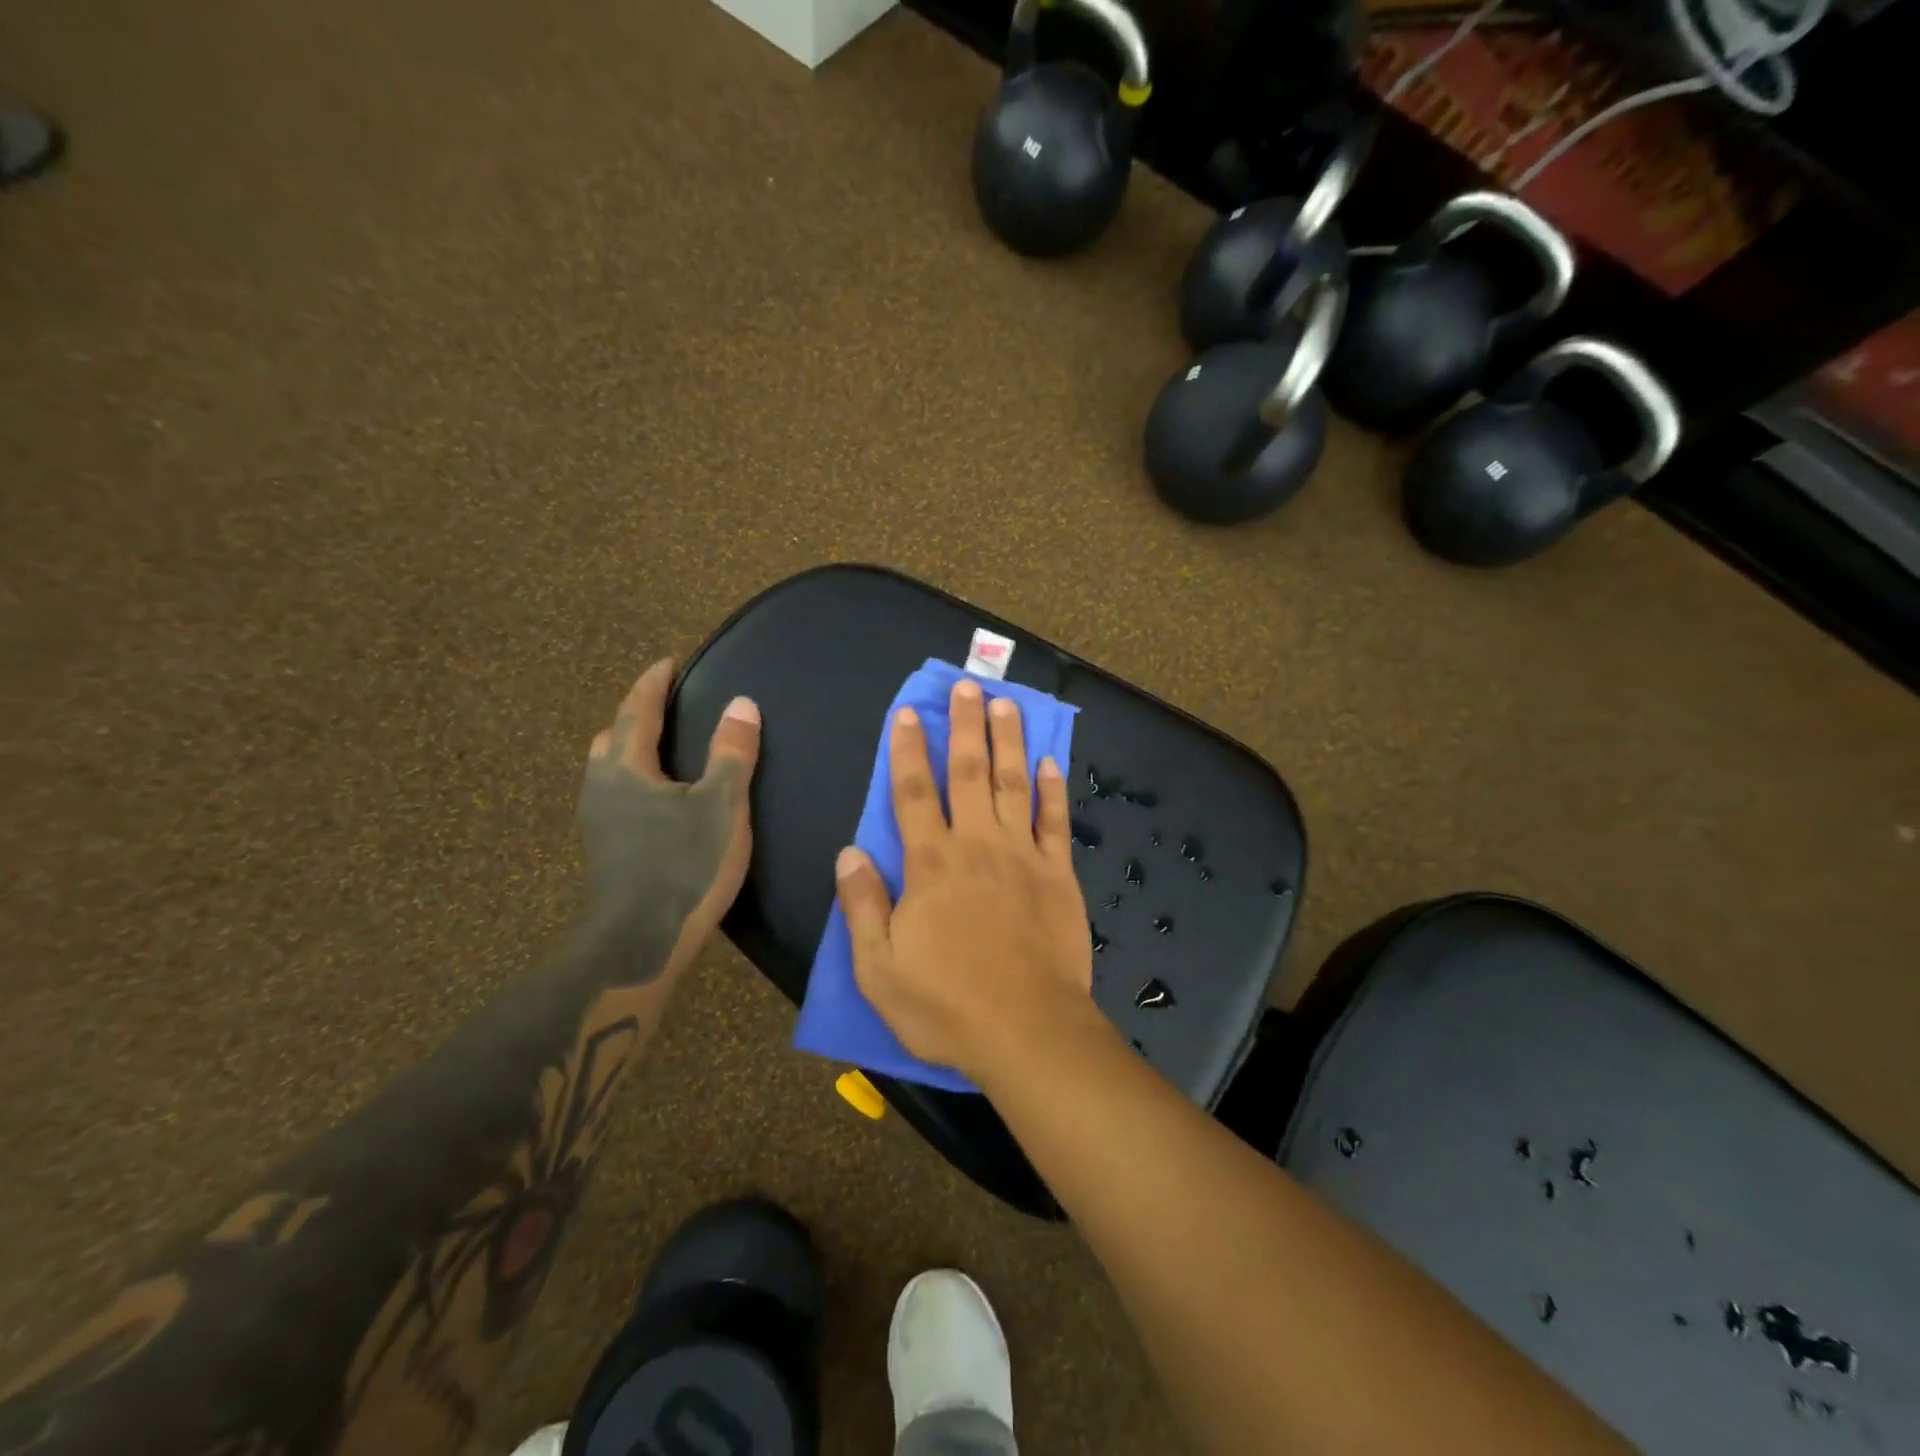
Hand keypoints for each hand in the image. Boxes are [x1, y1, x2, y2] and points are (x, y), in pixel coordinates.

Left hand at [578, 659, 760, 983]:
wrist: (639, 942)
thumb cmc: (684, 866)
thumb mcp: (721, 806)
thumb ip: (732, 753)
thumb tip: (741, 704)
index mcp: (627, 768)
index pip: (638, 710)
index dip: (653, 683)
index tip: (668, 663)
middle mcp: (602, 787)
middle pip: (613, 737)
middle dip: (636, 715)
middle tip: (666, 706)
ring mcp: (598, 822)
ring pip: (609, 770)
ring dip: (632, 750)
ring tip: (665, 749)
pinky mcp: (604, 850)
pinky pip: (615, 796)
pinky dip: (634, 780)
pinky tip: (659, 800)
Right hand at [834, 677, 1097, 1083]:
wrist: (1028, 1031)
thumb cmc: (946, 1006)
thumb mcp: (880, 969)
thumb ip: (863, 906)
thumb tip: (849, 853)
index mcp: (931, 865)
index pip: (913, 793)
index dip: (907, 750)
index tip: (907, 714)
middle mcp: (977, 846)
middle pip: (968, 773)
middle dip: (965, 726)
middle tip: (967, 686)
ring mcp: (1023, 856)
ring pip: (1013, 784)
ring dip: (1008, 740)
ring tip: (1006, 703)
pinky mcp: (1059, 874)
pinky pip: (1055, 821)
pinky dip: (1052, 790)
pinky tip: (1050, 763)